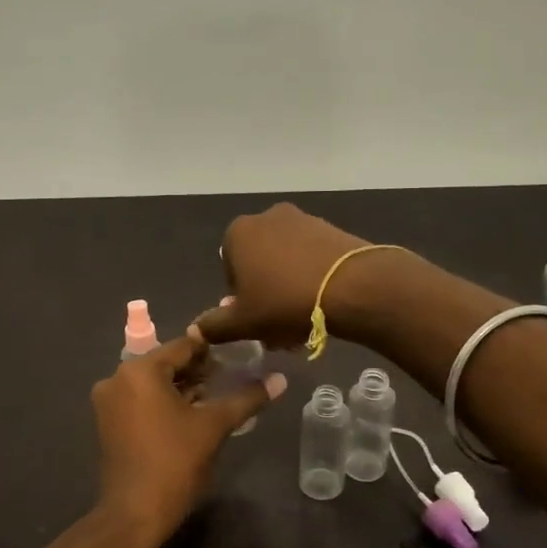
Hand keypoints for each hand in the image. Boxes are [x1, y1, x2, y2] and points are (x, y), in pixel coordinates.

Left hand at [92, 332, 286, 544]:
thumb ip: (246, 397)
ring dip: (184, 387)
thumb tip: (280, 379)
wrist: (135, 514)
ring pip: (154, 383)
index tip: (241, 353)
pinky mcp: (109, 423)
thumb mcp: (214, 426)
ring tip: (218, 394)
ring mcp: (109, 402)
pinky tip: (193, 412)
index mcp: (140, 371)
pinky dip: (165, 401)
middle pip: (166, 363)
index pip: (183, 346)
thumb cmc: (174, 463)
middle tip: (234, 375)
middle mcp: (118, 378)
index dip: (214, 349)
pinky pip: (142, 400)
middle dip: (199, 369)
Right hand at [194, 203, 386, 350]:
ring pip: (286, 263)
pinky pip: (312, 258)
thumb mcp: (243, 323)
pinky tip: (322, 304)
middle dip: (266, 295)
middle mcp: (267, 217)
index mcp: (238, 233)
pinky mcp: (331, 229)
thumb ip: (215, 326)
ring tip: (303, 321)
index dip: (240, 300)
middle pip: (259, 265)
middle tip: (279, 327)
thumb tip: (195, 329)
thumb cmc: (284, 302)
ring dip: (289, 290)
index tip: (255, 321)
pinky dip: (312, 279)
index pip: (228, 271)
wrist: (351, 287)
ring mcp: (302, 220)